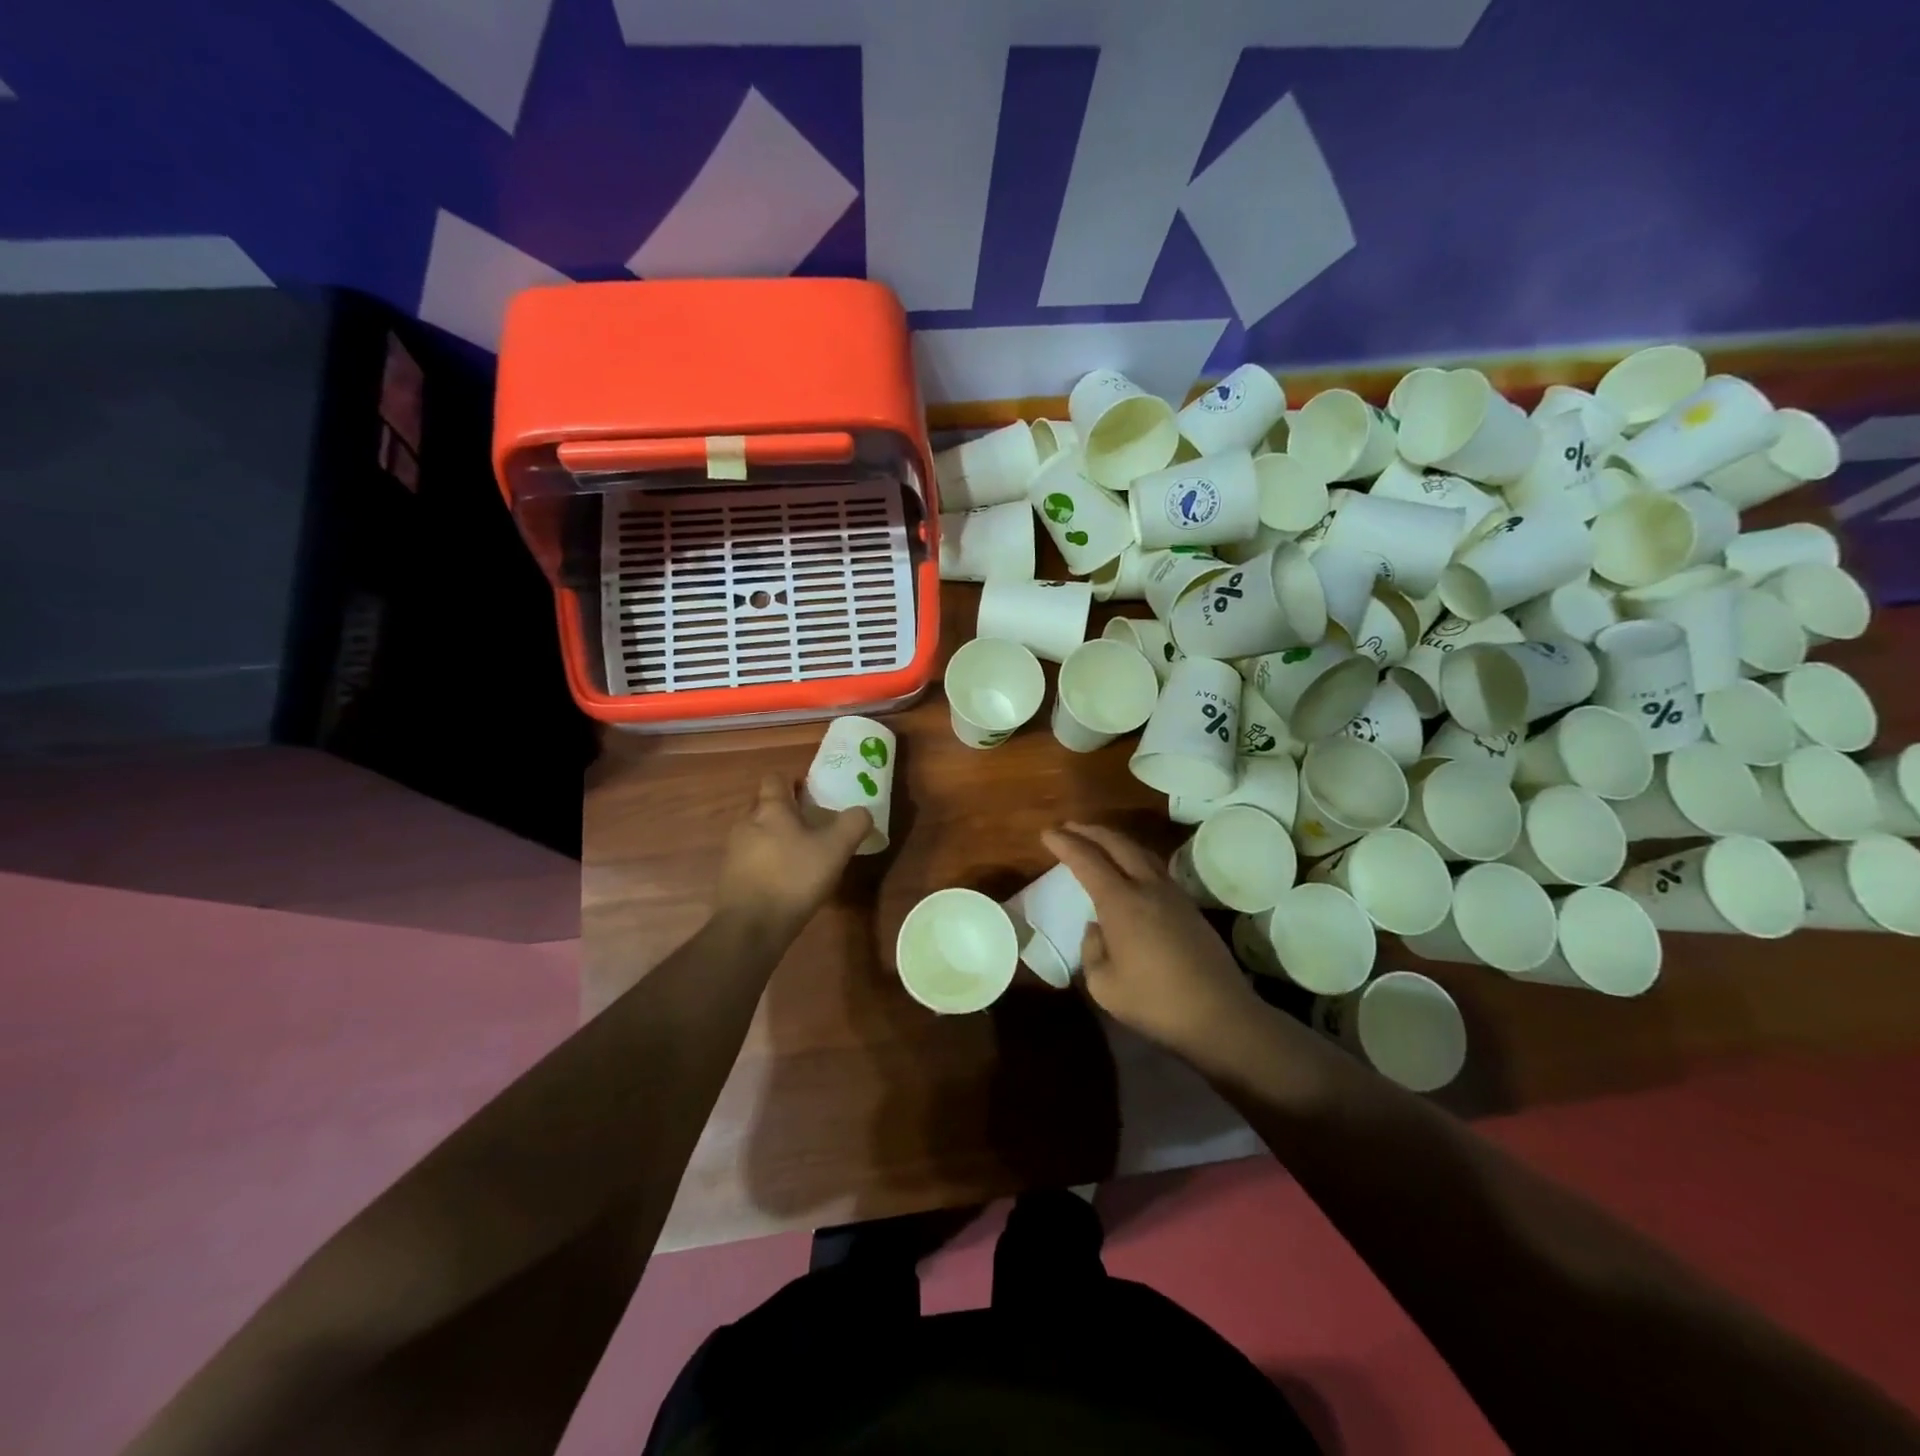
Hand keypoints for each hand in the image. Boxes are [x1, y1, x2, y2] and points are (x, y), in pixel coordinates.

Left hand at [715, 775, 872, 935]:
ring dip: (773, 837)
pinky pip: (749, 859)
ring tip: (799, 854)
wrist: (750, 927)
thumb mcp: (835, 849)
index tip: (812, 794)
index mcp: (770, 809)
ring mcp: (733, 852)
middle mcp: (746, 823)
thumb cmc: (794, 878)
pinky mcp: (729, 878)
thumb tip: (863, 811)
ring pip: (755, 833)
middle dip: (784, 810)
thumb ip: (853, 824)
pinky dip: (765, 862)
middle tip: (810, 823)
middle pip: (763, 805)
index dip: (793, 782)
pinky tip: (783, 880)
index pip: (775, 779)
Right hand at [1042, 823, 1262, 1057]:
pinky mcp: (1189, 906)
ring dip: (1114, 840)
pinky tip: (1130, 867)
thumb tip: (1097, 928)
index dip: (1065, 844)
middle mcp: (1147, 887)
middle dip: (1089, 831)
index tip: (1047, 833)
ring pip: (1140, 851)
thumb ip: (1092, 950)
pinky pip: (1155, 867)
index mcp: (1121, 902)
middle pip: (1116, 843)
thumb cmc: (1155, 1002)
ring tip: (1097, 840)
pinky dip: (1134, 856)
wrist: (1220, 1015)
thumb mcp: (1104, 985)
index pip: (1087, 860)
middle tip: (1068, 827)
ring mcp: (1173, 894)